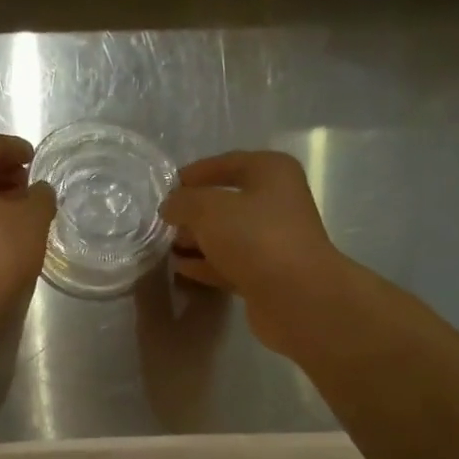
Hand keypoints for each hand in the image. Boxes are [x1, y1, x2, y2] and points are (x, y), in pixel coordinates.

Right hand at [161, 151, 350, 352]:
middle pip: (226, 201)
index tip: (166, 188)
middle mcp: (277, 202)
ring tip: (166, 247)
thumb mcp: (208, 209)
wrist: (295, 296)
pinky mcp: (267, 274)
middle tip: (163, 223)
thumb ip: (183, 202)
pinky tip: (181, 269)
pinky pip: (230, 263)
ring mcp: (273, 240)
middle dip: (193, 212)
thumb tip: (170, 207)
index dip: (194, 174)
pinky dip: (206, 264)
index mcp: (271, 172)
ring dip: (198, 240)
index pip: (226, 163)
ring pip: (227, 235)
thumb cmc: (254, 237)